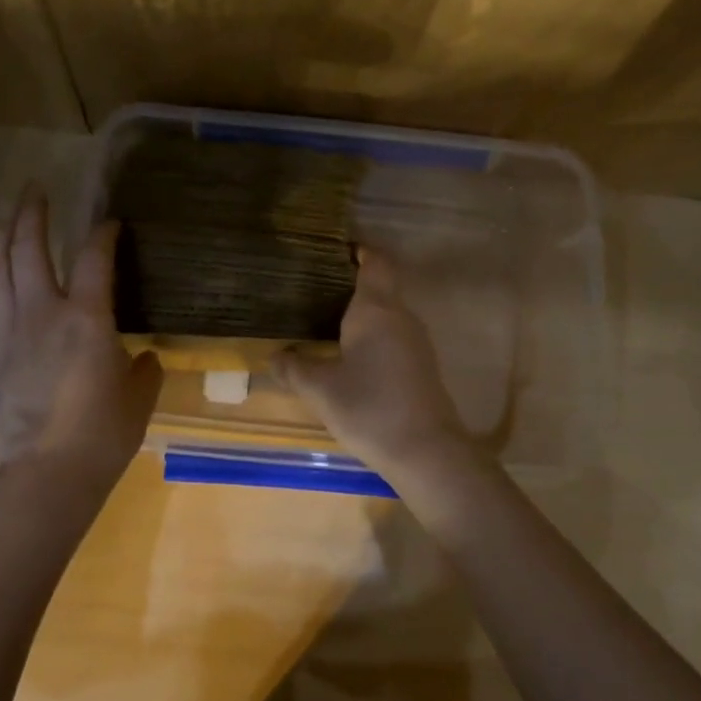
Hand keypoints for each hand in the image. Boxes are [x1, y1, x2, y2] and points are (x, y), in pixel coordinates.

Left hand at [0, 189, 162, 482]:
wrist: (46, 473)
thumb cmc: (103, 434)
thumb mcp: (139, 398)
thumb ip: (144, 369)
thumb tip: (145, 358)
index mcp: (86, 317)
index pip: (93, 257)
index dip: (103, 234)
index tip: (110, 224)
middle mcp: (41, 313)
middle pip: (28, 249)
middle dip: (30, 214)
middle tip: (34, 191)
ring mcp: (7, 335)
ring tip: (4, 223)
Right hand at [279, 248, 476, 483]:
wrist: (425, 451)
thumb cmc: (369, 408)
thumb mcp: (319, 389)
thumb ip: (293, 368)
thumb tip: (275, 356)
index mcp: (375, 310)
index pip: (375, 263)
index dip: (360, 250)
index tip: (337, 249)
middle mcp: (401, 317)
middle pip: (380, 287)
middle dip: (351, 285)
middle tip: (314, 289)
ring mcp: (416, 342)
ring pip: (387, 315)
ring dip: (361, 315)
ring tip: (326, 322)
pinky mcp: (421, 366)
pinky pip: (393, 338)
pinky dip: (372, 338)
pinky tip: (350, 358)